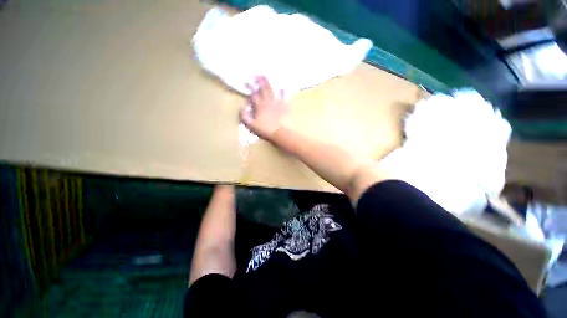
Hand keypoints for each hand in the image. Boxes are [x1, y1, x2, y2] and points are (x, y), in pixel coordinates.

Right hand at [240, 76, 286, 141]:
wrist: (281, 133)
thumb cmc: (266, 130)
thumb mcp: (251, 125)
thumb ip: (245, 116)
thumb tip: (243, 107)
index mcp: (260, 106)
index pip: (254, 95)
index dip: (250, 88)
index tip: (247, 82)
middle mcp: (268, 102)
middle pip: (263, 90)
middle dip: (259, 82)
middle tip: (257, 74)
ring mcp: (277, 103)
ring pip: (272, 91)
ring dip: (269, 83)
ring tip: (266, 76)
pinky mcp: (285, 106)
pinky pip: (284, 96)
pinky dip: (282, 91)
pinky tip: (282, 87)